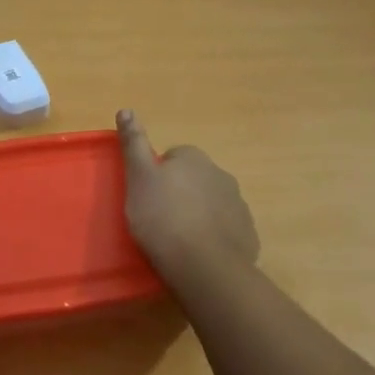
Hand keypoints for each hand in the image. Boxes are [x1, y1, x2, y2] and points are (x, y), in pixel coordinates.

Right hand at [118, 110, 258, 286]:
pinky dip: (214, 236)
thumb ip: (133, 144)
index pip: (174, 157)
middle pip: (196, 179)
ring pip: (212, 203)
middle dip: (181, 193)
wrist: (203, 265)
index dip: (158, 175)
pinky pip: (226, 228)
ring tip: (178, 239)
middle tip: (160, 218)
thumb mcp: (139, 179)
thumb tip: (126, 109)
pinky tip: (198, 253)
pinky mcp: (247, 233)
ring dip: (199, 214)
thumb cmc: (163, 218)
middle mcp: (221, 174)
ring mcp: (238, 205)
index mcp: (194, 159)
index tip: (147, 196)